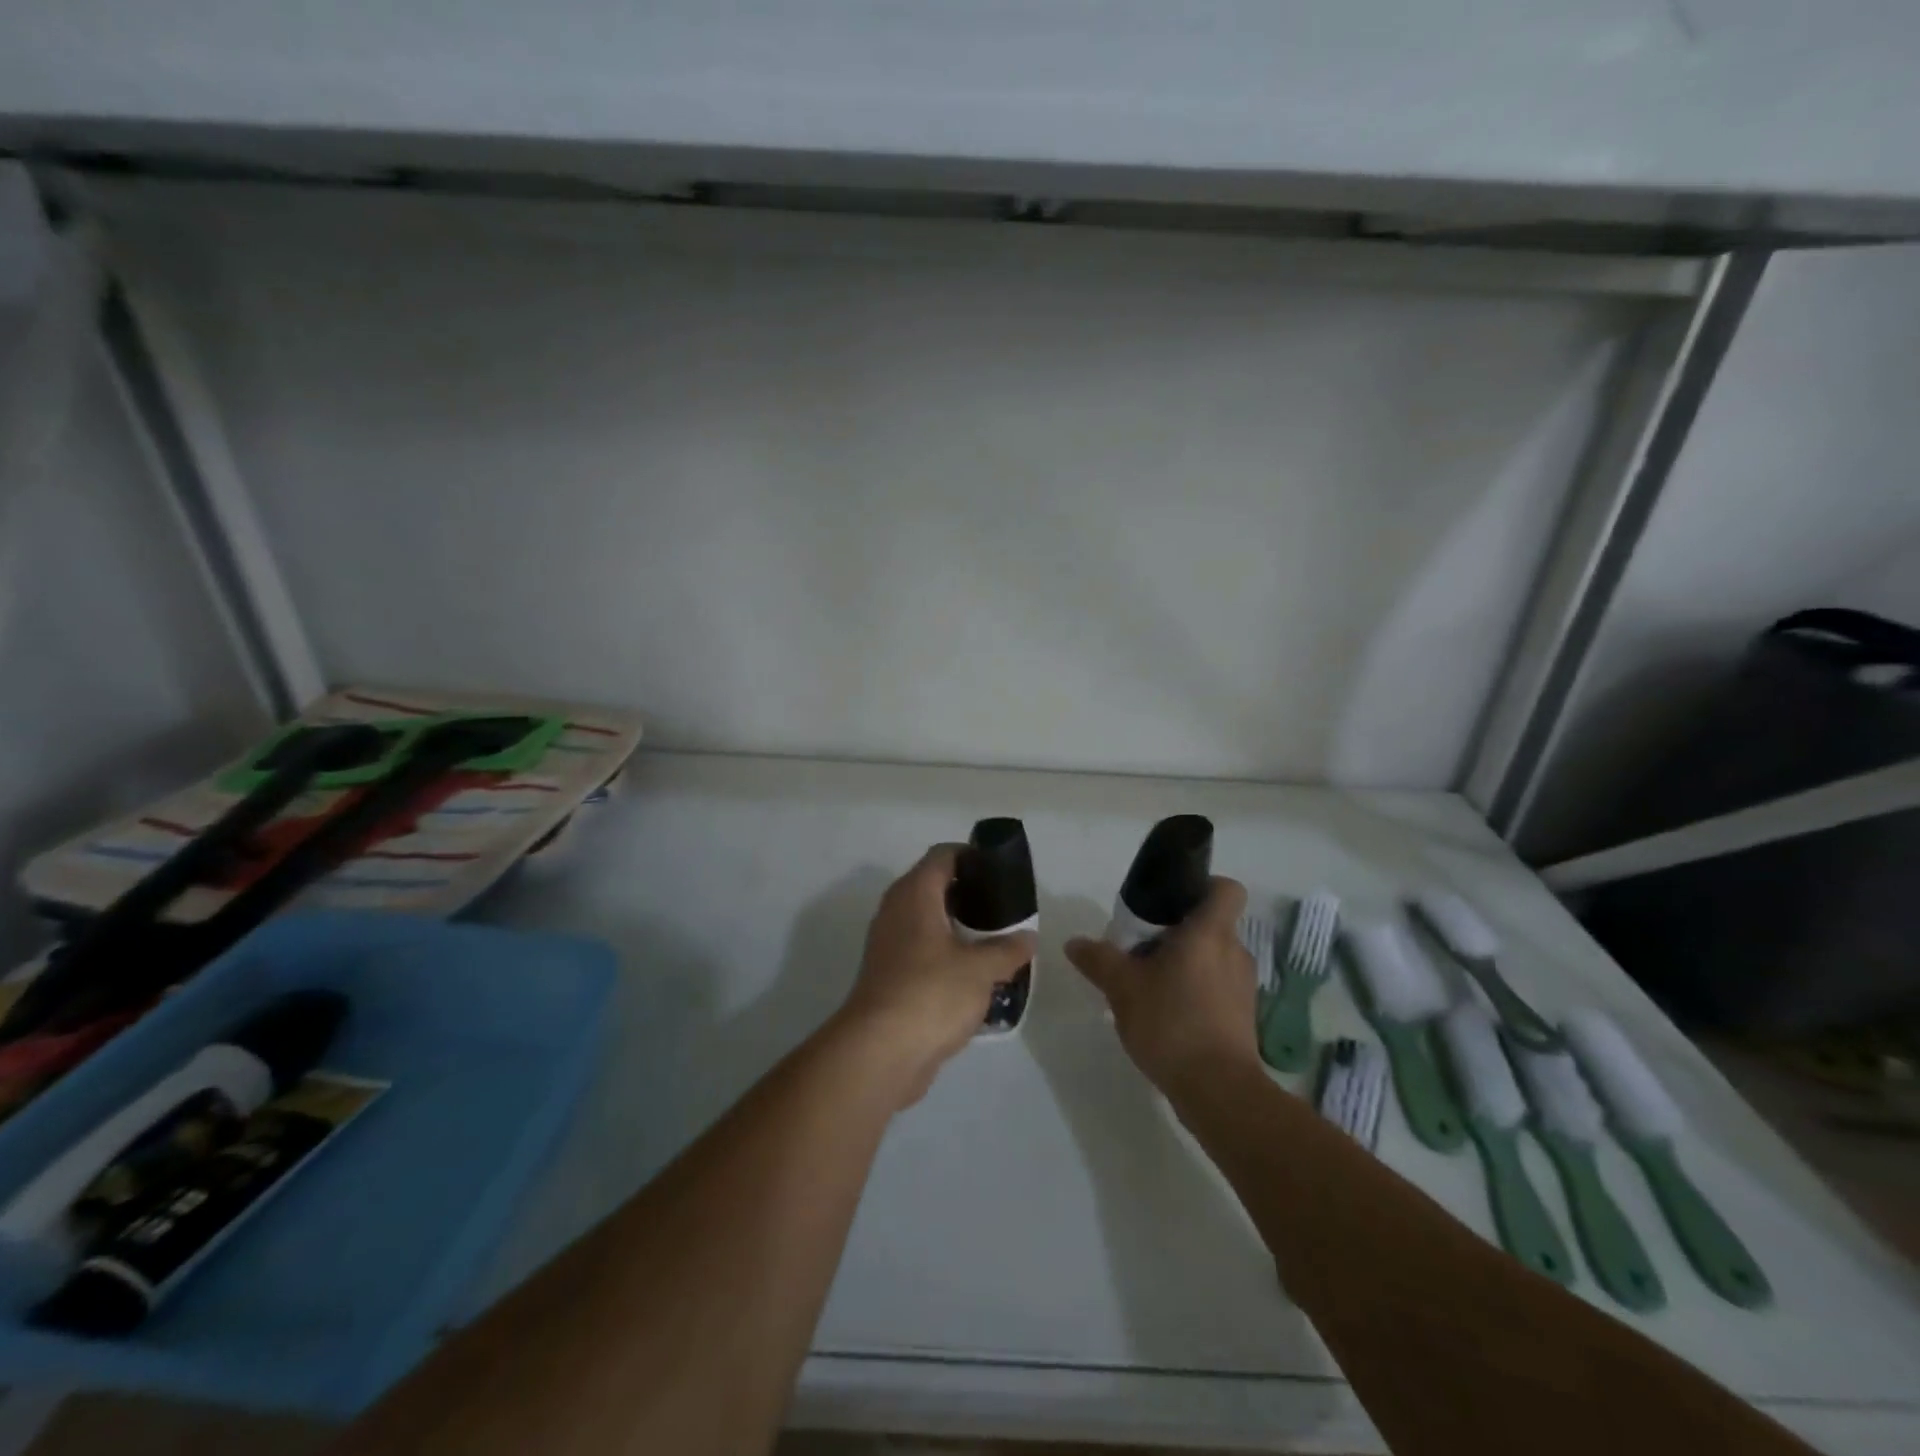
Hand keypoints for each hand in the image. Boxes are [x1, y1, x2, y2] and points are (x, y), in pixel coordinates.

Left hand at [834, 844, 1036, 1107]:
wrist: (880, 1052)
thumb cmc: (931, 993)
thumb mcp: (981, 969)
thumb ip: (1008, 949)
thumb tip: (1028, 937)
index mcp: (915, 894)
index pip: (943, 855)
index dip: (972, 855)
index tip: (1001, 871)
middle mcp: (897, 910)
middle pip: (935, 887)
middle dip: (971, 894)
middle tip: (1006, 909)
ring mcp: (889, 944)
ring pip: (929, 922)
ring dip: (960, 928)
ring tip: (997, 941)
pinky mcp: (890, 976)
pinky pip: (923, 952)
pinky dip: (947, 955)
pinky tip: (975, 975)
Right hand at [1064, 877, 1258, 1096]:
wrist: (1218, 1091)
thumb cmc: (1171, 1022)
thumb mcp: (1122, 987)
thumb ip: (1098, 959)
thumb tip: (1074, 942)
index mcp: (1210, 933)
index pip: (1226, 889)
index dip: (1204, 886)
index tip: (1172, 901)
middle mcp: (1234, 952)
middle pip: (1211, 925)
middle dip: (1179, 932)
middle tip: (1143, 948)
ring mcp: (1243, 987)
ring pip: (1213, 959)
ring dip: (1186, 964)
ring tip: (1150, 985)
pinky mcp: (1243, 1017)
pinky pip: (1217, 989)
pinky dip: (1195, 992)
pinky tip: (1167, 1014)